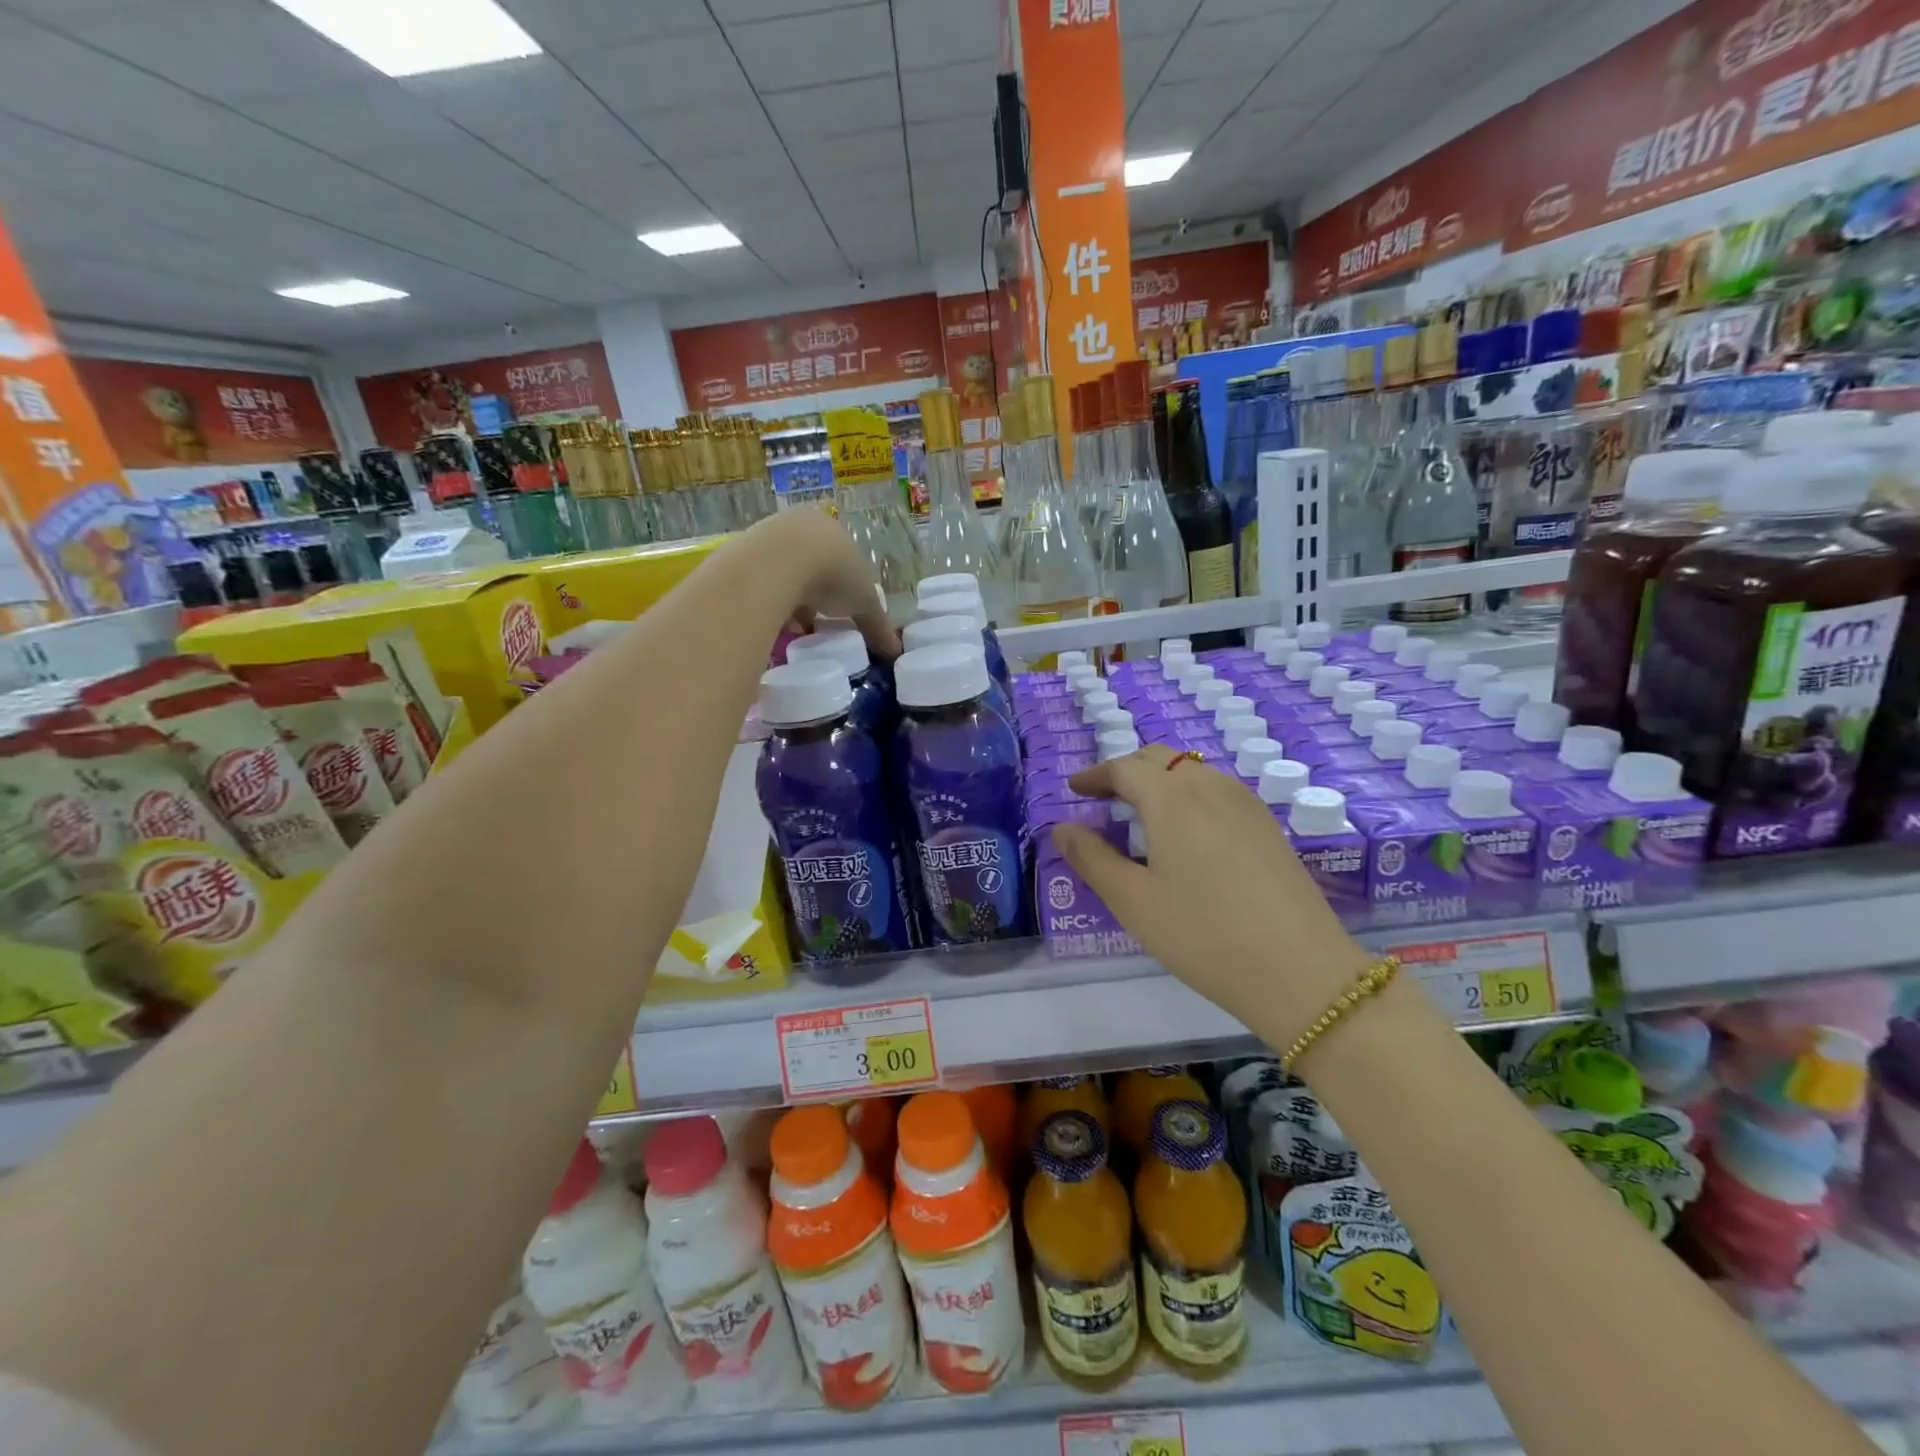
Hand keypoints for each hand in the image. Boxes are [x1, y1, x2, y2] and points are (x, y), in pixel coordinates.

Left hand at [743, 508, 899, 662]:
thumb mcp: (864, 603)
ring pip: (782, 572)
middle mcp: (799, 525)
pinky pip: (759, 581)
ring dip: (789, 598)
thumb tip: (895, 650)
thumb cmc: (832, 574)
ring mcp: (767, 535)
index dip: (842, 585)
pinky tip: (771, 621)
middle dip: (813, 594)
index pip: (840, 556)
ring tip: (792, 628)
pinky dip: (767, 601)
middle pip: (809, 564)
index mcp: (832, 529)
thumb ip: (878, 626)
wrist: (777, 563)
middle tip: (816, 620)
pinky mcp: (741, 552)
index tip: (839, 610)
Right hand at [1051, 745, 1372, 1041]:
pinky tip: (1186, 834)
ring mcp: (1246, 803)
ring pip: (1192, 772)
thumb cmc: (1203, 934)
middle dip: (1126, 771)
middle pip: (1160, 759)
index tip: (1074, 789)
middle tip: (1103, 799)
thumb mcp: (1133, 901)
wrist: (1301, 971)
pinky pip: (1217, 790)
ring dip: (1160, 781)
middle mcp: (1210, 786)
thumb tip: (1062, 828)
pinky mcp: (1268, 825)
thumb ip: (1091, 858)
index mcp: (1172, 798)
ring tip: (1141, 815)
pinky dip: (1188, 795)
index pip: (1124, 767)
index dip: (1095, 775)